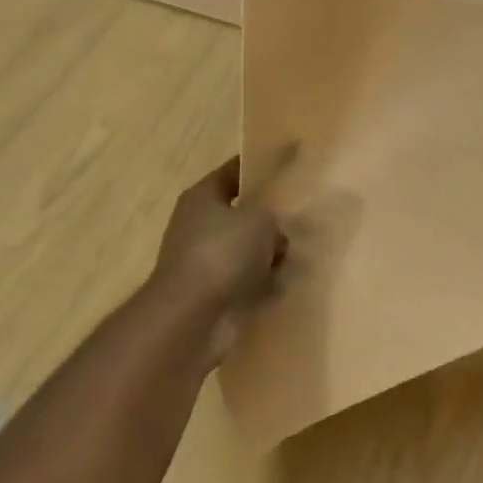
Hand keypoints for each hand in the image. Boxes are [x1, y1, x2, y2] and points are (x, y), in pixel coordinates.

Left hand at [153, 157, 286, 331]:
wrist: (190, 314)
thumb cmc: (223, 253)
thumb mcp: (261, 221)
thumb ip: (272, 216)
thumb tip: (272, 234)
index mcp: (202, 195)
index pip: (233, 171)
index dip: (259, 169)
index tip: (286, 171)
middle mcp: (194, 222)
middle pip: (239, 212)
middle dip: (266, 220)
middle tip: (292, 225)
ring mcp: (196, 257)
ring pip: (241, 246)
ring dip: (263, 254)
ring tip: (286, 260)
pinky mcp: (204, 288)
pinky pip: (238, 276)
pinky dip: (255, 280)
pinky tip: (275, 285)